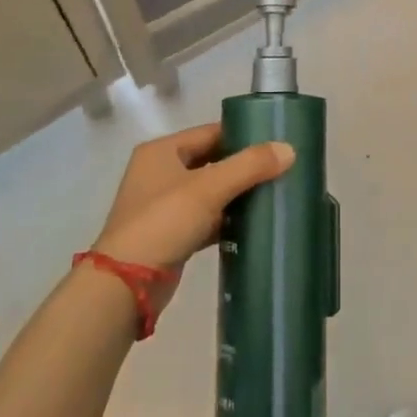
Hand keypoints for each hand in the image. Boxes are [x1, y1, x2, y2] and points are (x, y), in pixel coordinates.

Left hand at [88, 124, 294, 314]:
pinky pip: (206, 218)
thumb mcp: (209, 188)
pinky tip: (253, 225)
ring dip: (236, 195)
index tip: (275, 143)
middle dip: (242, 167)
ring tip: (273, 195)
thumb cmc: (164, 222)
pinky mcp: (171, 235)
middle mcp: (160, 173)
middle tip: (280, 169)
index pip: (210, 132)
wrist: (127, 284)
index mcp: (162, 151)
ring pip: (209, 192)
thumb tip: (289, 149)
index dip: (242, 135)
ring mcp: (163, 206)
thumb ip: (249, 166)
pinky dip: (226, 220)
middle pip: (210, 161)